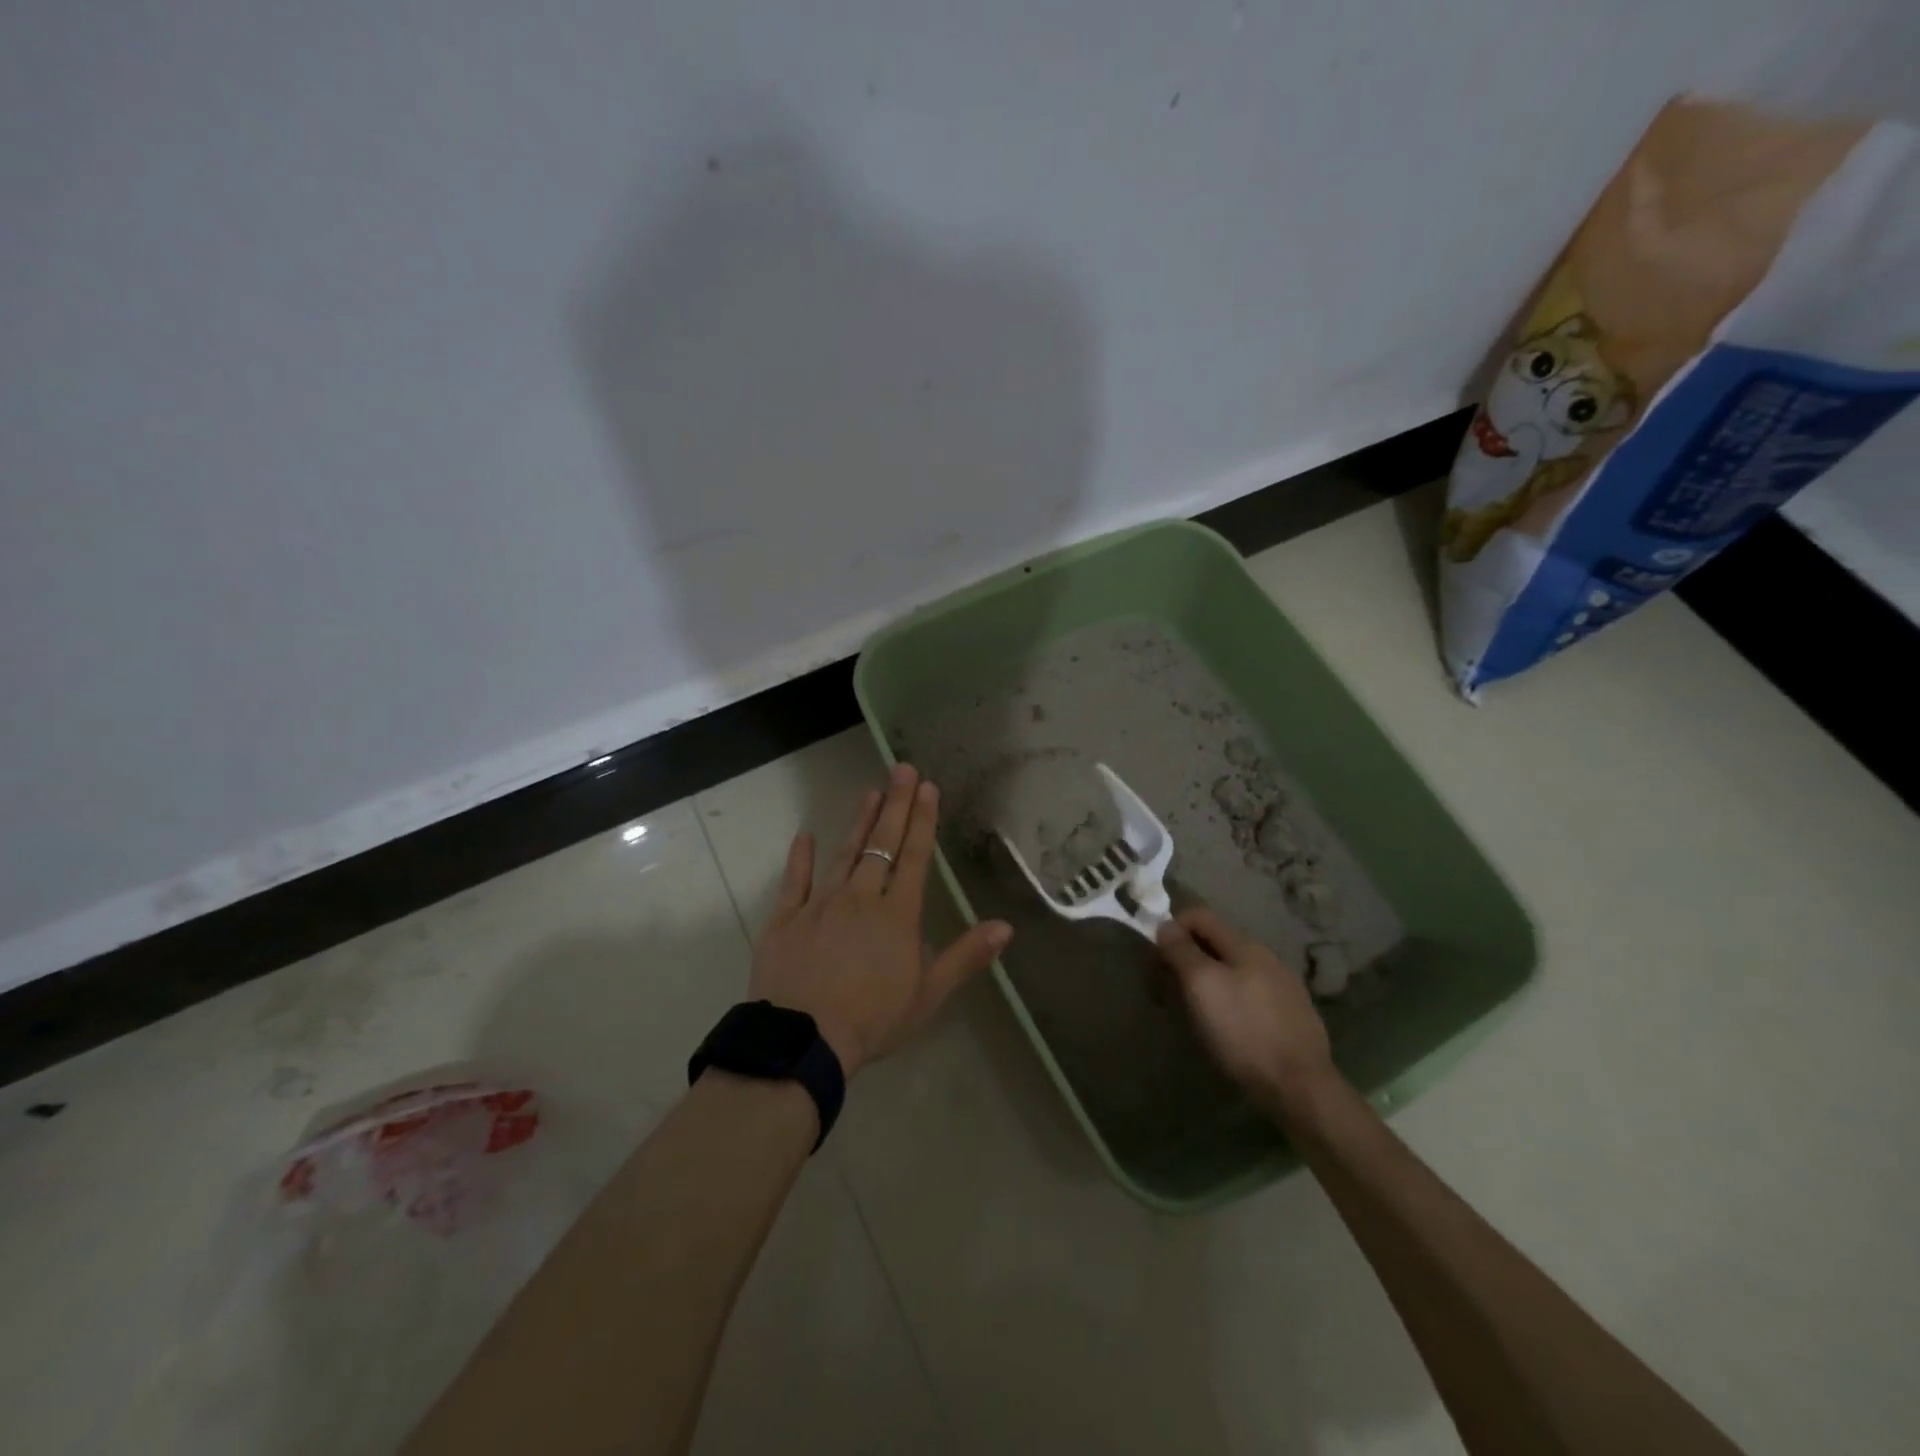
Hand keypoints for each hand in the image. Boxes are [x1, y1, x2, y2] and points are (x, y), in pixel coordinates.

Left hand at [750, 764, 1011, 1078]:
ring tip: (870, 791)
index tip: (927, 787)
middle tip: (901, 769)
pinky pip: (794, 881)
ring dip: (858, 822)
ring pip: (843, 854)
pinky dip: (800, 857)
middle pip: (881, 845)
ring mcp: (820, 904)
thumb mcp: (928, 994)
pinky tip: (805, 836)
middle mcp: (860, 898)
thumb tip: (1006, 926)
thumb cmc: (873, 1019)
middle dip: (894, 805)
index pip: (914, 857)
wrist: (804, 1041)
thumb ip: (966, 956)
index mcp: (896, 915)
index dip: (922, 821)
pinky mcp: (786, 918)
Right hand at [1157, 907, 1337, 1116]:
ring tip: (1194, 1010)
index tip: (1157, 961)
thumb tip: (1165, 925)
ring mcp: (1283, 986)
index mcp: (1244, 944)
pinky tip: (1227, 1026)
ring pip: (1233, 969)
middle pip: (1215, 942)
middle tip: (1169, 989)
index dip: (1172, 929)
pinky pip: (1250, 993)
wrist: (1300, 1086)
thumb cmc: (1242, 1030)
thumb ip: (1181, 950)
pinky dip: (1229, 999)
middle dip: (1187, 958)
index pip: (1199, 915)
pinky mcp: (1292, 1014)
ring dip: (1207, 980)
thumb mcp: (1202, 985)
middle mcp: (1266, 957)